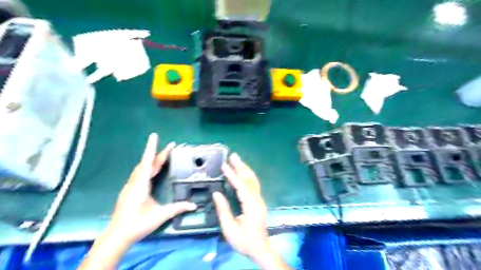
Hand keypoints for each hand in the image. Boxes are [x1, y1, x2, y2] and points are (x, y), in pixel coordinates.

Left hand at [108, 133, 195, 244]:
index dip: (151, 148)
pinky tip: (152, 170)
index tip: (154, 136)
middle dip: (158, 153)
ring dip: (153, 160)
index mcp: (141, 184)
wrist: (117, 235)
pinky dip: (148, 167)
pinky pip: (140, 173)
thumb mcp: (160, 215)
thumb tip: (194, 205)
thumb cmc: (138, 224)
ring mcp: (130, 186)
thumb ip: (177, 208)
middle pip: (147, 163)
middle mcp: (135, 182)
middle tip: (171, 146)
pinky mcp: (130, 191)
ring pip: (142, 168)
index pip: (147, 162)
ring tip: (164, 156)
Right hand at [213, 154, 269, 261]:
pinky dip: (247, 175)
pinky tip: (242, 171)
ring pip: (253, 180)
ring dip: (244, 168)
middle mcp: (257, 200)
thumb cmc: (244, 241)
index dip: (232, 176)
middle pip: (249, 179)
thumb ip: (223, 211)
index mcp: (252, 207)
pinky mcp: (258, 201)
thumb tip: (216, 193)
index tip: (224, 166)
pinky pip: (253, 184)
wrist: (260, 248)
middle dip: (241, 166)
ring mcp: (259, 199)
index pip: (241, 187)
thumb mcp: (230, 230)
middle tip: (233, 155)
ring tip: (236, 159)